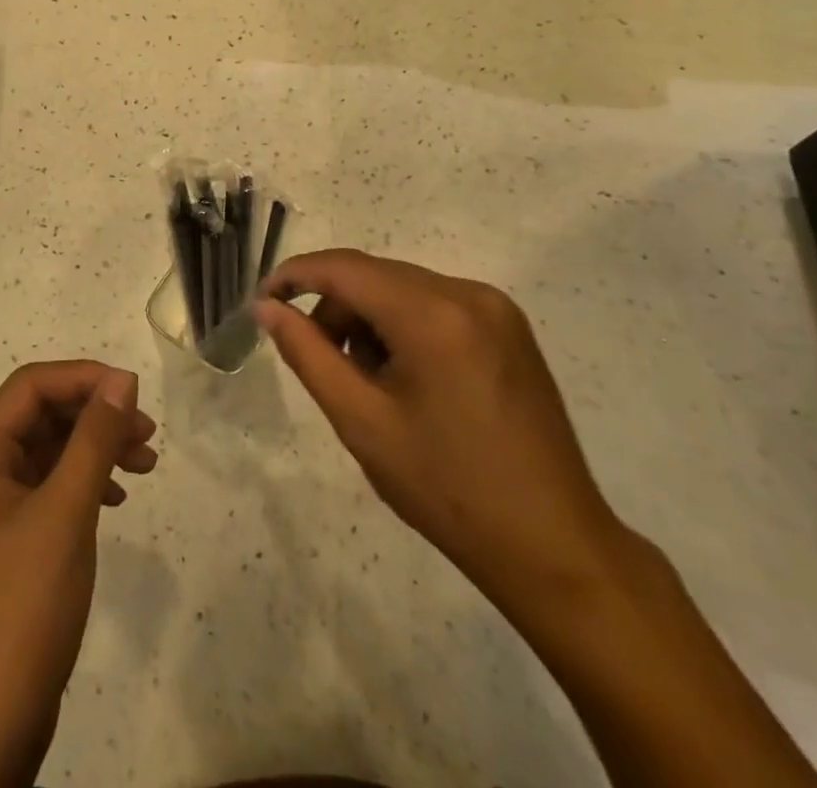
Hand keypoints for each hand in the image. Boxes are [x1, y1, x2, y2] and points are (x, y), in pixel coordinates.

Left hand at [0, 362, 157, 787]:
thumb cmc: (20, 610)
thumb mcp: (65, 516)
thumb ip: (94, 440)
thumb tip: (122, 379)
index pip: (30, 387)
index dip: (84, 379)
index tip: (134, 392)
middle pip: (40, 416)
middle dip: (94, 416)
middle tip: (147, 433)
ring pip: (47, 452)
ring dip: (95, 449)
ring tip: (145, 463)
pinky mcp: (5, 541)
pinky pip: (48, 489)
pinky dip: (84, 484)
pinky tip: (117, 499)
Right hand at [257, 249, 633, 615]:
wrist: (554, 547)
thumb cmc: (446, 488)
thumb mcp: (361, 421)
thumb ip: (307, 352)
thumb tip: (267, 307)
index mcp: (433, 315)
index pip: (345, 268)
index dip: (295, 275)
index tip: (262, 300)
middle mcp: (468, 294)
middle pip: (374, 276)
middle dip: (334, 307)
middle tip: (318, 359)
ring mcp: (496, 309)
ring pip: (403, 289)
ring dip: (369, 319)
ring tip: (368, 381)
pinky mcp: (509, 328)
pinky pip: (435, 305)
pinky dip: (403, 326)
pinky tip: (405, 378)